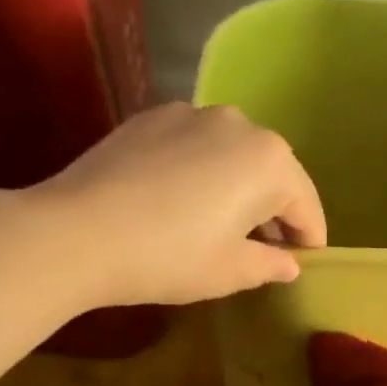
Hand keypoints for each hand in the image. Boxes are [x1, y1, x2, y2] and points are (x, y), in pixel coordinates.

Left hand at [29, 102, 326, 305]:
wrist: (77, 232)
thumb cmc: (169, 257)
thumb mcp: (229, 272)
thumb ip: (270, 265)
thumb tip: (288, 264)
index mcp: (269, 161)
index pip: (305, 204)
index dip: (309, 239)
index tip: (306, 263)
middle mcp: (238, 124)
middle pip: (272, 172)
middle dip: (274, 210)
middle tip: (265, 248)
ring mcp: (191, 114)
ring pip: (232, 155)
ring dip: (237, 187)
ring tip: (222, 223)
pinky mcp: (151, 117)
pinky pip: (194, 146)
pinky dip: (200, 171)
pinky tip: (181, 201)